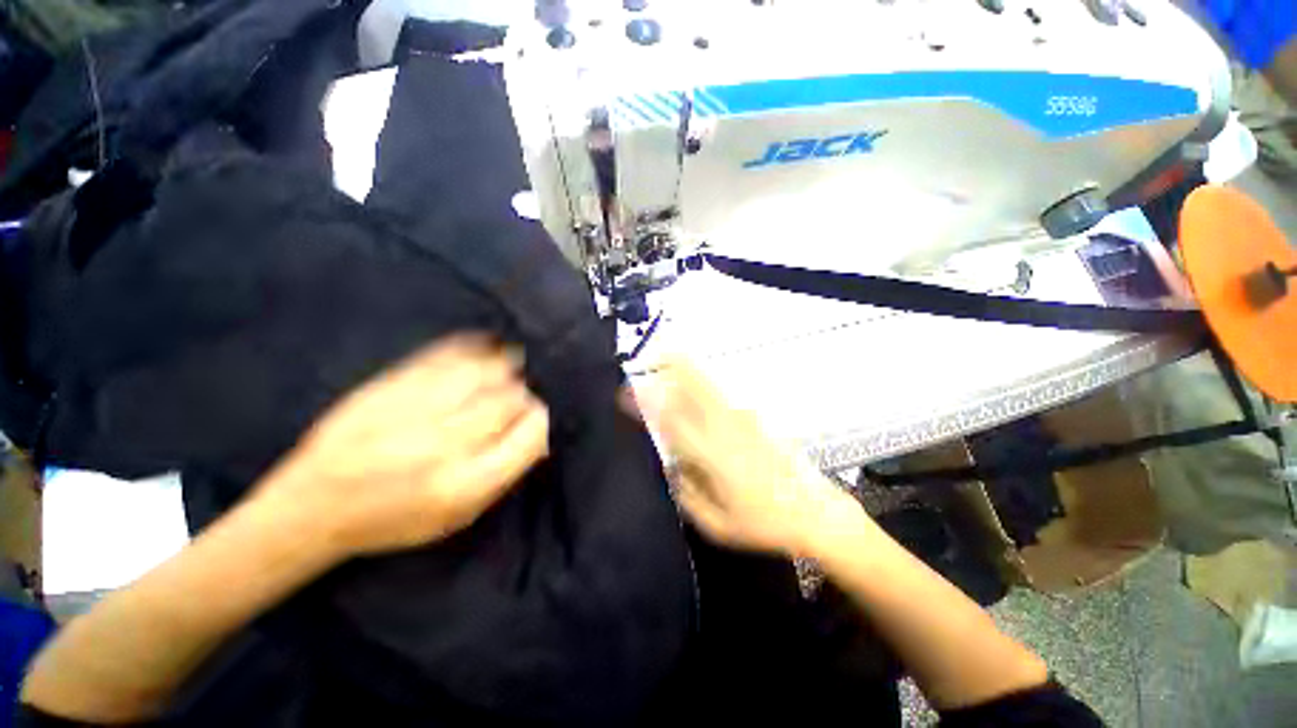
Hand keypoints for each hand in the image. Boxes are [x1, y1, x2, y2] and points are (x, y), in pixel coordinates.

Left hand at [256, 335, 549, 557]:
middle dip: (524, 394)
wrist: (312, 506)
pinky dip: (475, 347)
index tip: (537, 417)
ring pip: (486, 371)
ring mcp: (416, 410)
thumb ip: (504, 475)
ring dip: (507, 367)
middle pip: (511, 399)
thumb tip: (539, 435)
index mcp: (466, 484)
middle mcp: (446, 444)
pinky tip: (487, 346)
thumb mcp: (458, 517)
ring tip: (513, 366)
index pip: (531, 433)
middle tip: (522, 395)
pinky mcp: (390, 386)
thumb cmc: (394, 520)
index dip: (542, 419)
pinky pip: (447, 354)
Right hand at [629, 360, 863, 557]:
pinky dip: (702, 384)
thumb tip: (670, 467)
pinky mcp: (754, 419)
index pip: (672, 420)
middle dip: (672, 366)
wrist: (814, 512)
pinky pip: (720, 395)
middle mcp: (725, 429)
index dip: (649, 401)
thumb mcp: (717, 526)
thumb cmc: (763, 524)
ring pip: (708, 385)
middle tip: (651, 359)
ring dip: (686, 370)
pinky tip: (694, 386)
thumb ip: (687, 494)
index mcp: (712, 456)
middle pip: (695, 386)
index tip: (629, 391)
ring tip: (667, 361)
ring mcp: (743, 420)